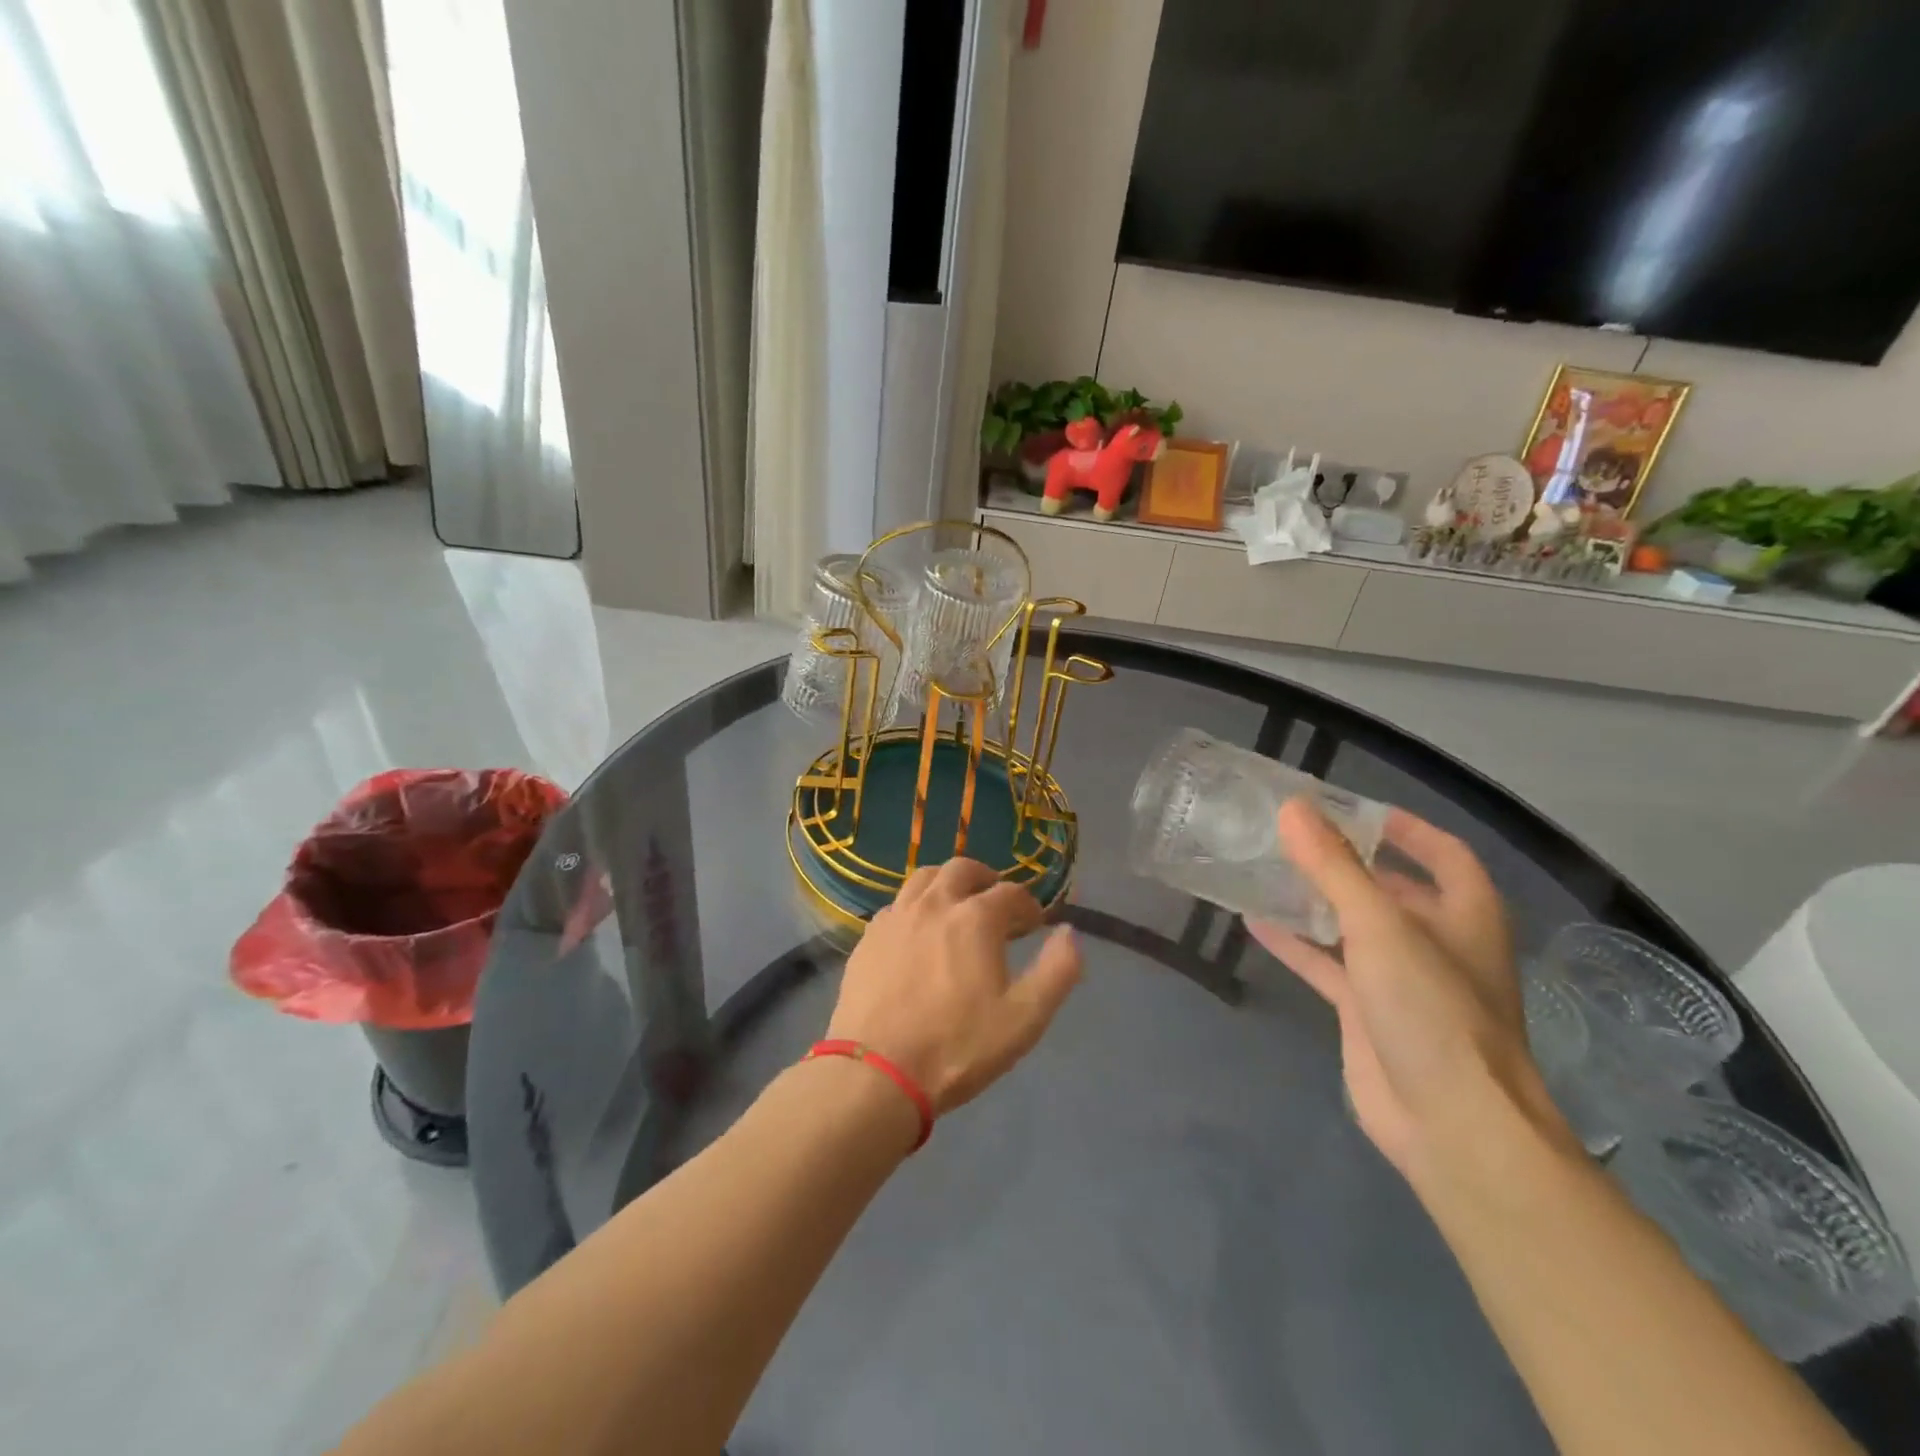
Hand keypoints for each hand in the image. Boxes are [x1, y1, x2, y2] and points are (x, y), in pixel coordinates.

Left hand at [827, 859, 1081, 1114]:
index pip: (1011, 893)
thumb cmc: (957, 1047)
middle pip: (963, 869)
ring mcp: (896, 917)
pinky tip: (918, 933)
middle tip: (996, 905)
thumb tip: (1070, 932)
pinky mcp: (868, 937)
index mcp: (975, 918)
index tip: (1034, 924)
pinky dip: (916, 906)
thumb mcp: (1024, 1018)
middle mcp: (934, 904)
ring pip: (924, 878)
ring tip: (956, 907)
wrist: (877, 1074)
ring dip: (947, 884)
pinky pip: (897, 904)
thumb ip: (1057, 971)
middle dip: (986, 880)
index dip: (1028, 905)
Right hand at [1249, 801, 1563, 1178]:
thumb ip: (1333, 866)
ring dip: (1316, 899)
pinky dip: (1295, 943)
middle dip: (1348, 861)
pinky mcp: (1366, 1011)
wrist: (1450, 1124)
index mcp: (1463, 914)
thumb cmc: (1432, 1010)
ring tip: (1267, 868)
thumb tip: (1292, 808)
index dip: (1405, 828)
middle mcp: (1436, 941)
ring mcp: (1399, 979)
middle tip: (1293, 835)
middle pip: (1392, 888)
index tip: (1353, 808)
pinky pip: (1326, 964)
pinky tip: (1252, 922)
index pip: (1442, 854)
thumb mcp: (1380, 926)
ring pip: (1353, 925)